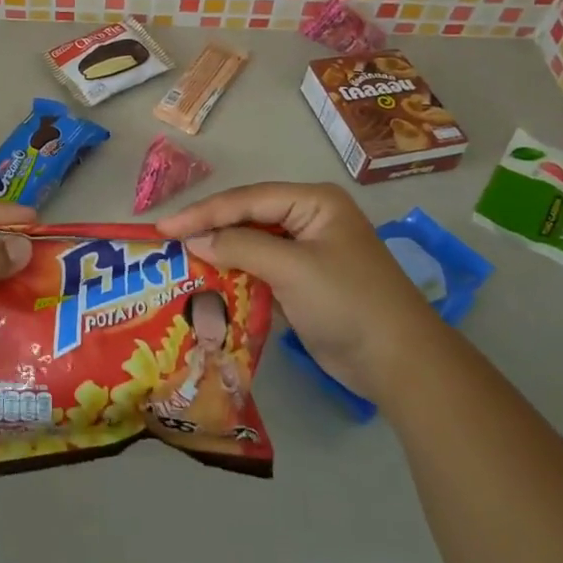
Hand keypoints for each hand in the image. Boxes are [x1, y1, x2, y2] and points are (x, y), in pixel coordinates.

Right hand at [156, 182, 428, 400]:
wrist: (399, 363)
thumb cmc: (348, 302)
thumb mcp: (292, 268)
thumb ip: (241, 247)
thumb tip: (195, 240)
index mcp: (313, 202)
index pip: (247, 199)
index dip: (203, 212)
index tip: (163, 228)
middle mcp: (309, 219)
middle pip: (247, 218)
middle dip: (209, 230)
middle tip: (166, 241)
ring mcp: (307, 252)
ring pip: (251, 245)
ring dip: (220, 254)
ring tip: (179, 261)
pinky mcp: (303, 283)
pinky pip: (260, 271)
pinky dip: (235, 277)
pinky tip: (208, 284)